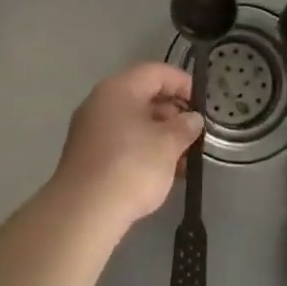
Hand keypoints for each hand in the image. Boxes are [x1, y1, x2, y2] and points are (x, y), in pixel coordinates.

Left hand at [50, 64, 203, 236]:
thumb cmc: (131, 167)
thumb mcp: (168, 144)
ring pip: (132, 122)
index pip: (156, 72)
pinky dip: (142, 150)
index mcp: (119, 88)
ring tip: (182, 159)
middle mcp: (100, 101)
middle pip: (143, 96)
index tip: (203, 103)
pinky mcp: (86, 156)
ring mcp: (89, 129)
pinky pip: (121, 142)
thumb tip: (192, 119)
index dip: (183, 83)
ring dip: (159, 135)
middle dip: (172, 113)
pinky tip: (160, 173)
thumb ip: (185, 127)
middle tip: (194, 134)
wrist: (83, 212)